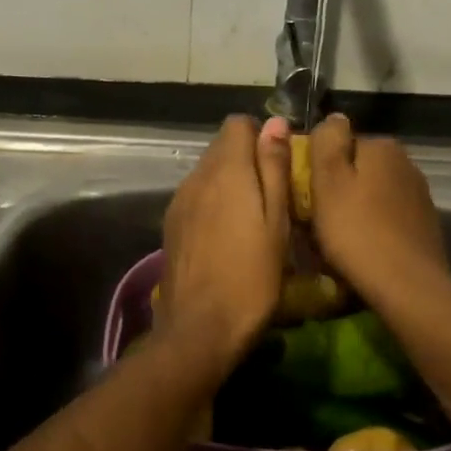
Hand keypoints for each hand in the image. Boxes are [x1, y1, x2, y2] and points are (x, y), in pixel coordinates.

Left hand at [158, 116, 292, 369]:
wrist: (200, 328)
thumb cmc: (252, 276)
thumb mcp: (276, 221)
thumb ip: (274, 168)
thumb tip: (275, 122)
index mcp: (226, 170)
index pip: (237, 124)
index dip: (261, 136)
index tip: (279, 165)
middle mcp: (196, 176)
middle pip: (221, 147)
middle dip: (247, 158)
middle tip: (272, 194)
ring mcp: (179, 200)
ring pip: (207, 172)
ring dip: (229, 181)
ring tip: (251, 217)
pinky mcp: (171, 224)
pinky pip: (196, 196)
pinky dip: (213, 201)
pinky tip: (227, 234)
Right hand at [308, 115, 450, 304]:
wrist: (408, 287)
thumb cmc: (357, 231)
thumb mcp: (328, 180)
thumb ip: (328, 141)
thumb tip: (334, 117)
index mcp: (382, 146)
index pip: (339, 144)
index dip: (317, 168)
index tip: (304, 195)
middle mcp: (406, 163)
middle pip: (356, 169)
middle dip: (336, 189)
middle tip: (315, 220)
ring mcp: (418, 195)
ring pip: (371, 194)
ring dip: (353, 209)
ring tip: (336, 239)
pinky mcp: (423, 226)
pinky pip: (386, 218)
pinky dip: (372, 228)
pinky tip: (361, 250)